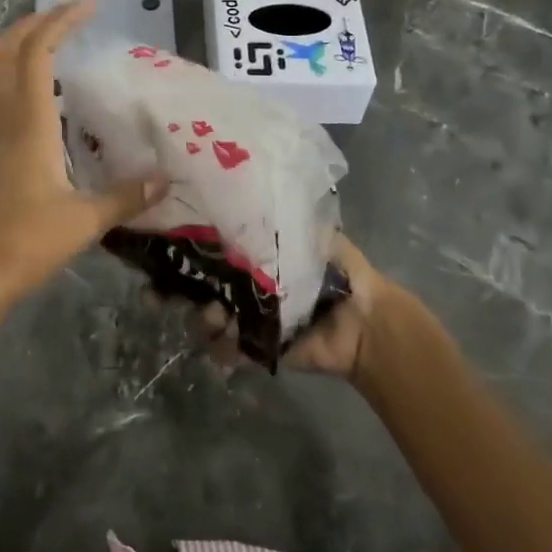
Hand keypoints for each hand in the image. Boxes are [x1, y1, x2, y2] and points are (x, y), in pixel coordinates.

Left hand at [0, 0, 164, 327]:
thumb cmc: (26, 243)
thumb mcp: (85, 221)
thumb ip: (125, 196)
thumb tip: (165, 179)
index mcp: (29, 124)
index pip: (37, 54)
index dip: (59, 23)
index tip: (88, 7)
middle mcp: (6, 119)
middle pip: (5, 51)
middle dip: (33, 22)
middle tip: (68, 14)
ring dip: (17, 43)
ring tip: (50, 38)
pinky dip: (13, 72)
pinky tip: (39, 90)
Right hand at [195, 234, 396, 383]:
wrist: (365, 321)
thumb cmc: (341, 272)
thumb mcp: (314, 236)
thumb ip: (285, 223)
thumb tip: (251, 203)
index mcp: (261, 258)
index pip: (222, 252)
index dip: (204, 250)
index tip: (186, 247)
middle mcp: (251, 286)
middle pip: (211, 284)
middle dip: (196, 287)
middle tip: (193, 288)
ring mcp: (252, 318)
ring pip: (214, 316)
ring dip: (208, 317)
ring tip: (216, 316)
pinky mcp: (259, 347)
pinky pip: (231, 348)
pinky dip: (222, 349)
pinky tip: (223, 343)